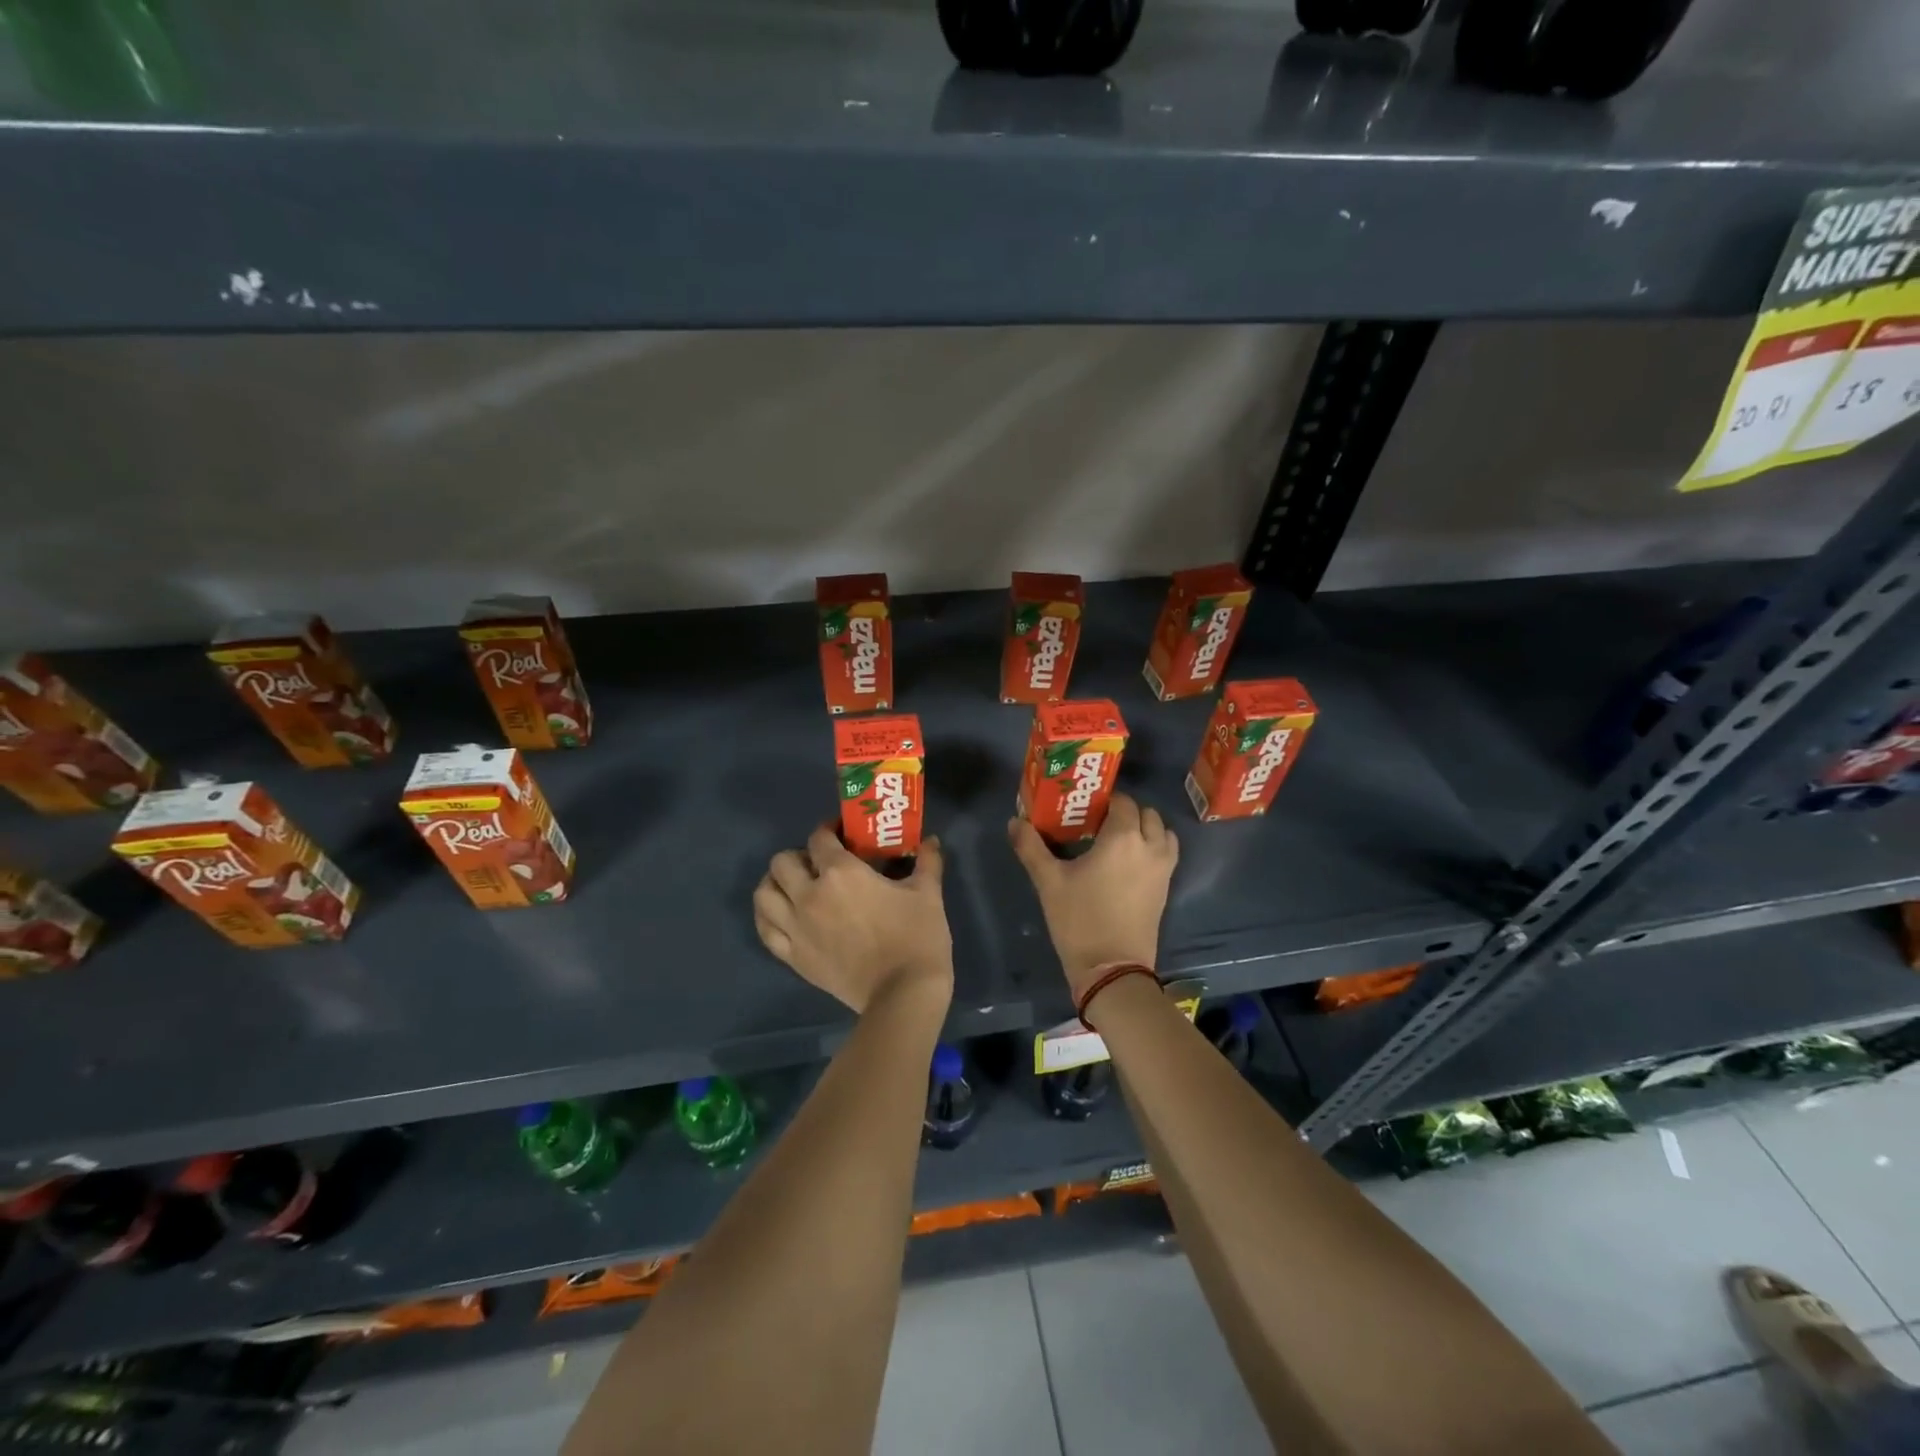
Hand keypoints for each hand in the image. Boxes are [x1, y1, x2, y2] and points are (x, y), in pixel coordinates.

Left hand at [753, 825, 953, 1013]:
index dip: (828, 830)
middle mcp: (809, 895)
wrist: (903, 994)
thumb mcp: (928, 894)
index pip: (819, 838)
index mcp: (841, 873)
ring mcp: (796, 928)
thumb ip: (927, 861)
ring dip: (776, 883)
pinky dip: (768, 916)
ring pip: (764, 894)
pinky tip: (782, 914)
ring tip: (794, 886)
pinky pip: (765, 930)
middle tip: (819, 863)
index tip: (842, 833)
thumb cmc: (916, 938)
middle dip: (799, 855)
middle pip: (782, 862)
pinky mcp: (793, 957)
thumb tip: (931, 840)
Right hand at [1007, 793, 1178, 1000]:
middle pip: (1146, 814)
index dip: (1104, 801)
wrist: (1112, 969)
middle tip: (1098, 824)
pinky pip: (1166, 854)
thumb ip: (1031, 847)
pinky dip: (1153, 848)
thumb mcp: (1049, 882)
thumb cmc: (1079, 920)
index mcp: (1123, 838)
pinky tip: (1127, 863)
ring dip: (1144, 829)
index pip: (1122, 802)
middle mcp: (1150, 846)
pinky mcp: (1166, 888)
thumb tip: (1014, 822)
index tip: (1083, 810)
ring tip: (1116, 841)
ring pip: (1162, 833)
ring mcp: (1163, 869)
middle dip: (1126, 813)